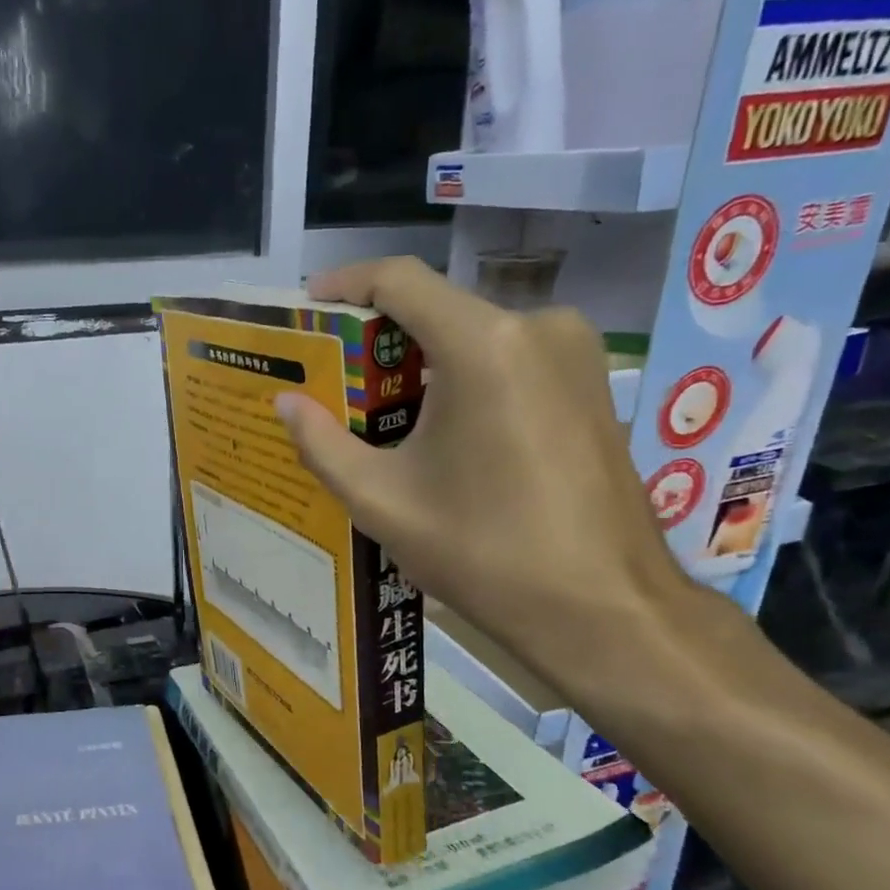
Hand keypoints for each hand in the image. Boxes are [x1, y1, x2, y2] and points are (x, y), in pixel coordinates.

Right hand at [274, 258, 694, 700]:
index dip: (346, 284)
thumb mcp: (381, 501)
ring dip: (423, 364)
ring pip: (475, 337)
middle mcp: (537, 328)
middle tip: (336, 382)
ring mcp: (576, 354)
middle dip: (382, 340)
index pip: (400, 281)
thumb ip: (323, 443)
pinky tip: (440, 433)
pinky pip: (511, 361)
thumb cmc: (483, 551)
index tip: (309, 305)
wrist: (603, 608)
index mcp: (482, 346)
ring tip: (381, 416)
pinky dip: (464, 380)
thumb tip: (286, 402)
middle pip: (438, 310)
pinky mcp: (593, 385)